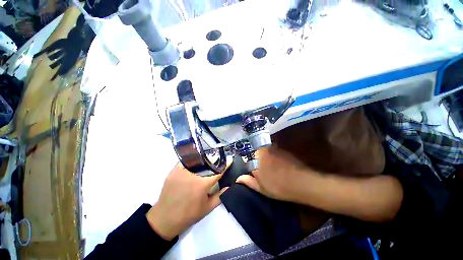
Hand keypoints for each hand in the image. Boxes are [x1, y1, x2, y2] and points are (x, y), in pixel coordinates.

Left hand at [146, 163, 226, 240]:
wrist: (165, 219)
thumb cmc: (189, 215)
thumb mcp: (208, 207)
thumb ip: (220, 196)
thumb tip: (230, 186)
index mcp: (202, 184)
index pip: (218, 171)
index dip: (226, 164)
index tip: (230, 159)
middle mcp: (193, 174)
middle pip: (208, 161)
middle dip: (215, 159)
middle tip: (220, 159)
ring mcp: (182, 171)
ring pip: (196, 159)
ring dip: (204, 158)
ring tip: (209, 158)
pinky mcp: (173, 171)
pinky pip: (186, 161)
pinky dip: (192, 160)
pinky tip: (196, 161)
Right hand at [236, 146, 316, 201]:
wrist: (301, 182)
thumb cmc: (278, 186)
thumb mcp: (261, 188)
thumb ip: (248, 181)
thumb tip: (237, 178)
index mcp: (256, 159)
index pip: (248, 160)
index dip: (252, 168)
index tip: (257, 175)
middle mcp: (263, 150)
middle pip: (257, 155)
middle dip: (258, 162)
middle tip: (266, 173)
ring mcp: (274, 148)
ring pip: (266, 153)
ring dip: (267, 160)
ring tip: (274, 171)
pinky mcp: (282, 150)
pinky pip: (274, 153)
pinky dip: (275, 158)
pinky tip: (281, 167)